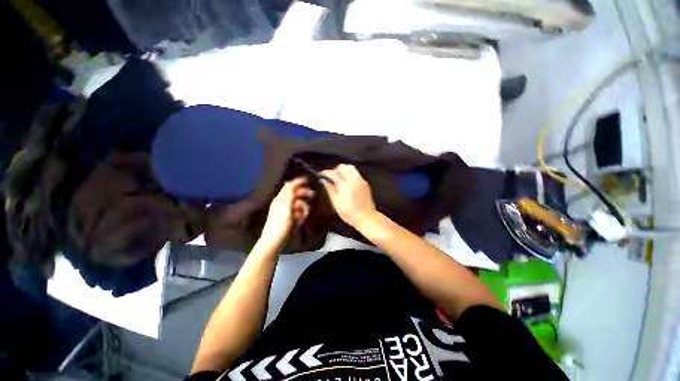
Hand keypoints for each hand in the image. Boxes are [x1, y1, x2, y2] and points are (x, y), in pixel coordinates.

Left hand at [260, 177, 313, 247]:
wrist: (276, 241)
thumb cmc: (280, 223)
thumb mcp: (284, 206)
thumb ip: (288, 193)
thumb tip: (289, 181)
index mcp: (281, 198)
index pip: (290, 186)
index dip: (298, 182)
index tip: (308, 179)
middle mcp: (285, 203)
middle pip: (297, 194)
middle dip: (304, 194)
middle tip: (312, 195)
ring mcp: (289, 211)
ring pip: (301, 204)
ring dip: (303, 208)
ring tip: (300, 216)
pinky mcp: (293, 219)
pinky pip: (301, 213)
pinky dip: (301, 216)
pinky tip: (299, 221)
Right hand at [321, 164, 377, 227]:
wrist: (366, 217)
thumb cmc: (349, 213)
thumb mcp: (336, 202)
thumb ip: (329, 189)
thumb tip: (323, 180)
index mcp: (344, 184)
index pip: (332, 173)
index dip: (325, 173)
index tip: (321, 175)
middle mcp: (352, 179)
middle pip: (342, 167)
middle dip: (335, 170)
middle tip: (331, 178)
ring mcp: (360, 180)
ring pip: (350, 167)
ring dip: (343, 170)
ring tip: (340, 178)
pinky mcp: (365, 183)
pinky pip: (356, 173)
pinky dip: (350, 174)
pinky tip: (348, 183)